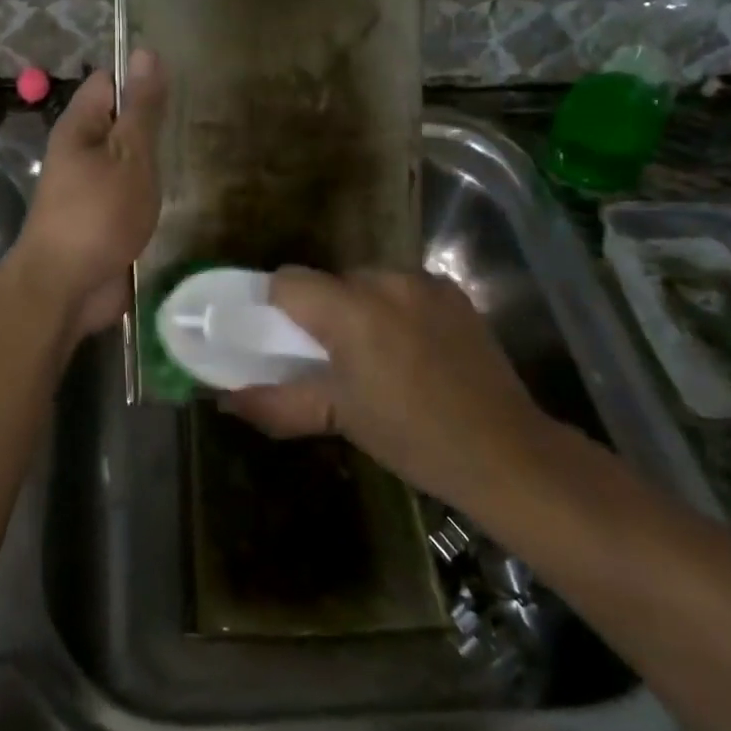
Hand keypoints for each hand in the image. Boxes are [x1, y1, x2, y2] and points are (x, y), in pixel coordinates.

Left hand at [11, 50, 166, 335]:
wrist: (66, 288)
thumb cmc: (99, 214)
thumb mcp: (129, 154)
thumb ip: (142, 108)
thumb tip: (145, 51)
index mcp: (80, 127)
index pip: (108, 83)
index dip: (139, 80)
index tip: (176, 90)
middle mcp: (80, 152)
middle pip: (118, 123)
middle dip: (151, 125)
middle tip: (193, 126)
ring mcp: (89, 189)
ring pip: (125, 161)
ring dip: (152, 162)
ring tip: (191, 156)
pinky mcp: (100, 220)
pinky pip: (126, 194)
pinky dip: (147, 193)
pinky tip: (174, 196)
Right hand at [218, 269, 555, 517]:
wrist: (505, 451)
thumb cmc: (412, 437)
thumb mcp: (339, 418)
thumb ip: (276, 403)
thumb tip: (225, 400)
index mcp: (351, 310)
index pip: (288, 279)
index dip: (276, 304)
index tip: (281, 339)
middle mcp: (386, 280)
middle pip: (329, 279)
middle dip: (320, 311)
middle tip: (330, 357)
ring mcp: (424, 282)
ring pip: (367, 281)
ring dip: (358, 307)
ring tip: (375, 355)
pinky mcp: (452, 291)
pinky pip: (402, 287)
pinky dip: (394, 308)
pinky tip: (411, 348)